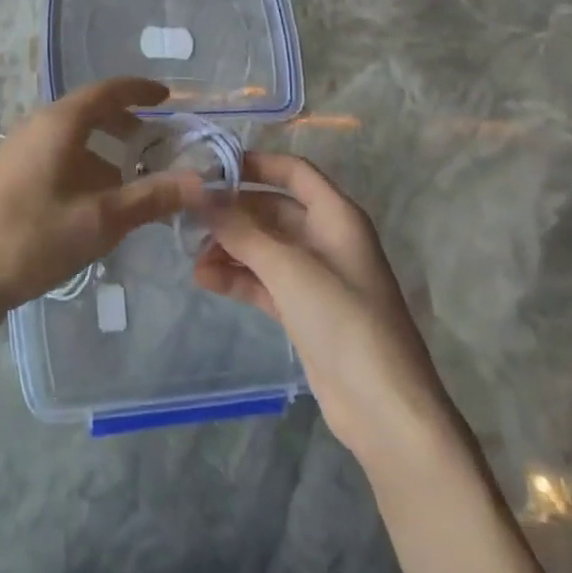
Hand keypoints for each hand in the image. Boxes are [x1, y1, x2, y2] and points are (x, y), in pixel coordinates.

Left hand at [0, 78, 204, 323]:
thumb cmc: (32, 238)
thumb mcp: (100, 220)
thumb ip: (151, 197)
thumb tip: (201, 181)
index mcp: (59, 123)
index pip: (107, 91)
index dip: (140, 91)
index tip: (168, 99)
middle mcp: (37, 125)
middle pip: (89, 111)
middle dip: (126, 124)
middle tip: (158, 144)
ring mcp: (18, 149)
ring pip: (72, 136)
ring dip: (104, 149)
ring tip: (132, 178)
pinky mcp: (9, 174)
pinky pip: (56, 155)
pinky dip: (84, 165)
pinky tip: (95, 200)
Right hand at [193, 153, 449, 462]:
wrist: (383, 409)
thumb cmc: (343, 320)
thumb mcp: (288, 268)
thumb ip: (241, 230)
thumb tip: (200, 195)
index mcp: (336, 216)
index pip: (293, 172)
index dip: (255, 164)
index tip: (209, 168)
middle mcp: (325, 238)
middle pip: (271, 209)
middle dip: (232, 212)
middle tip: (188, 216)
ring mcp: (314, 276)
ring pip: (263, 246)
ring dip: (229, 247)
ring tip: (192, 256)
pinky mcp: (302, 309)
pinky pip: (262, 280)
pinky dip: (237, 277)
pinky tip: (205, 280)